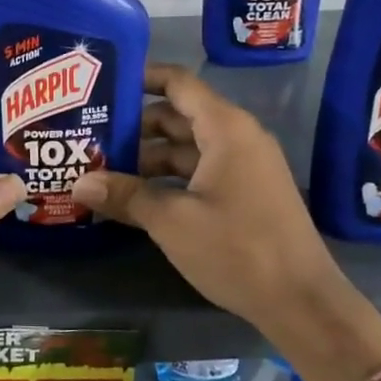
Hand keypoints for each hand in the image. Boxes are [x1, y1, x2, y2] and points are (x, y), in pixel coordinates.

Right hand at [72, 64, 380, 380]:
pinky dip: (169, 177)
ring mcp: (244, 166)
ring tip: (103, 168)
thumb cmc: (237, 249)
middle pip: (177, 115)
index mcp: (225, 128)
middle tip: (90, 134)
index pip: (178, 83)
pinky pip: (200, 170)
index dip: (141, 77)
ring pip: (187, 147)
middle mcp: (237, 137)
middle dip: (135, 125)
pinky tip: (137, 196)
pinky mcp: (246, 193)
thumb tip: (78, 184)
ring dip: (148, 156)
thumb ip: (125, 196)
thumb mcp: (172, 221)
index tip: (103, 83)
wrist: (302, 303)